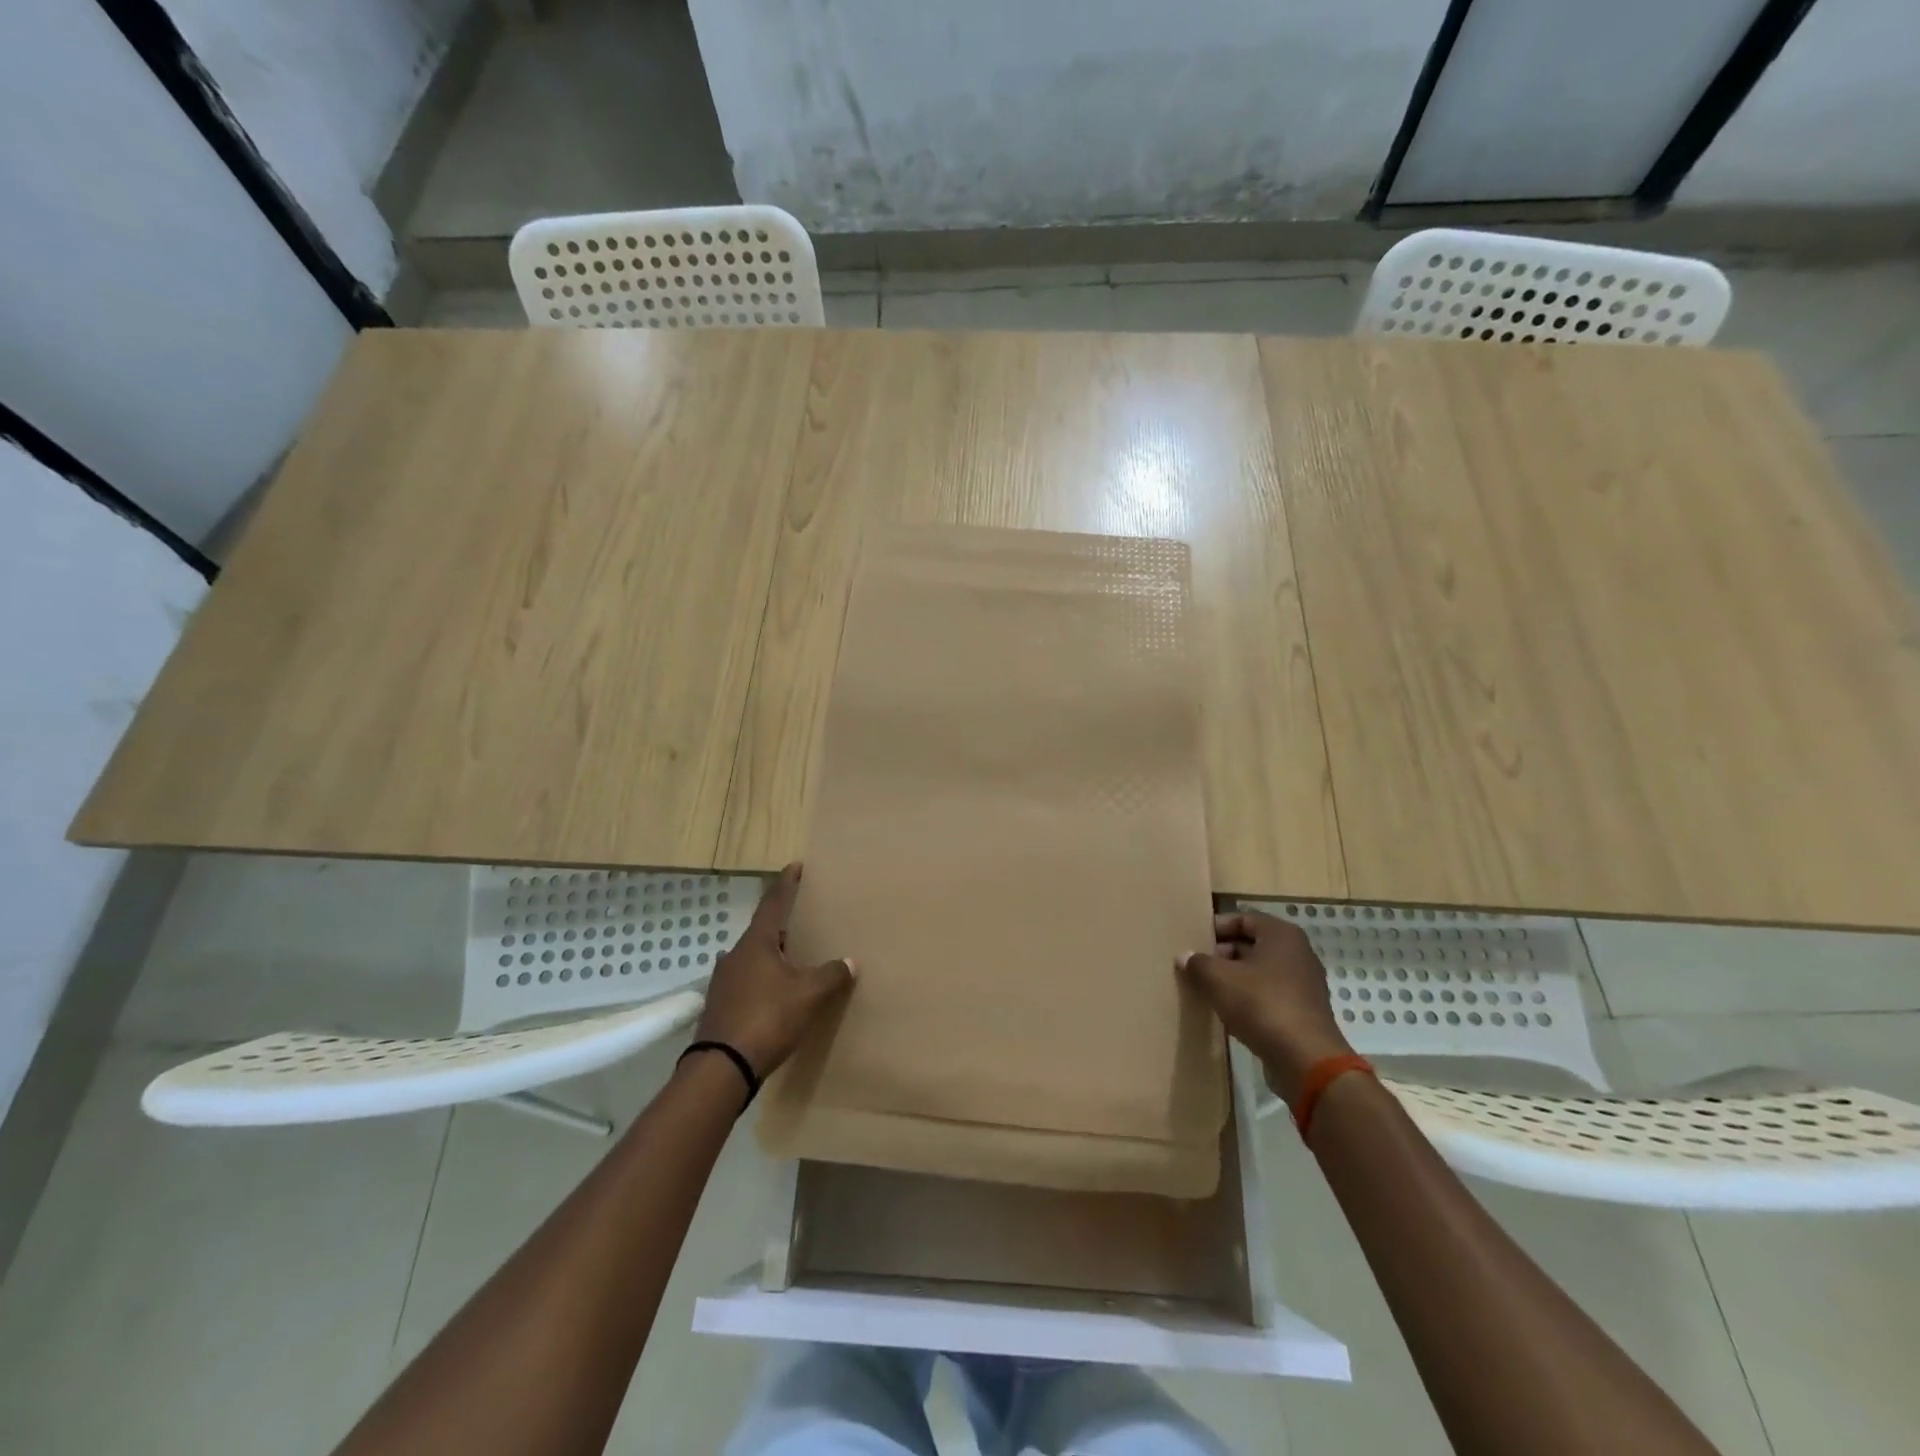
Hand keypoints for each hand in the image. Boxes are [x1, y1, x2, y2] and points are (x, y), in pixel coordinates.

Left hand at [692, 863, 853, 1078]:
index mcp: (756, 944)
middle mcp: (735, 955)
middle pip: (762, 932)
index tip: (795, 866)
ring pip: (752, 958)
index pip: (773, 903)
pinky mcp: (720, 1006)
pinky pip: (746, 982)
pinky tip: (774, 992)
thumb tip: (850, 961)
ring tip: (792, 958)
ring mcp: (723, 982)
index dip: (786, 884)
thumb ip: (831, 974)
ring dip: (771, 955)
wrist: (721, 1067)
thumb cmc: (767, 1018)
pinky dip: (762, 979)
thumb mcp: (808, 995)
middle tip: (803, 920)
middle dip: (782, 925)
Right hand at [1178, 910, 1353, 1104]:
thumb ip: (1198, 963)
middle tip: (1197, 967)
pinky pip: (1269, 995)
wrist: (1306, 1060)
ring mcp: (1304, 984)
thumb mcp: (1218, 979)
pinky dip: (1249, 999)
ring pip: (1260, 972)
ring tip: (1207, 990)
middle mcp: (1297, 953)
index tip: (1193, 942)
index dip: (1216, 928)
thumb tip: (1184, 956)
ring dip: (1234, 979)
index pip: (1242, 918)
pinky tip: (1229, 1012)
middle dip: (1222, 954)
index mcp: (1281, 935)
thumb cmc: (1261, 1005)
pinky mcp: (1303, 1011)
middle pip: (1252, 945)